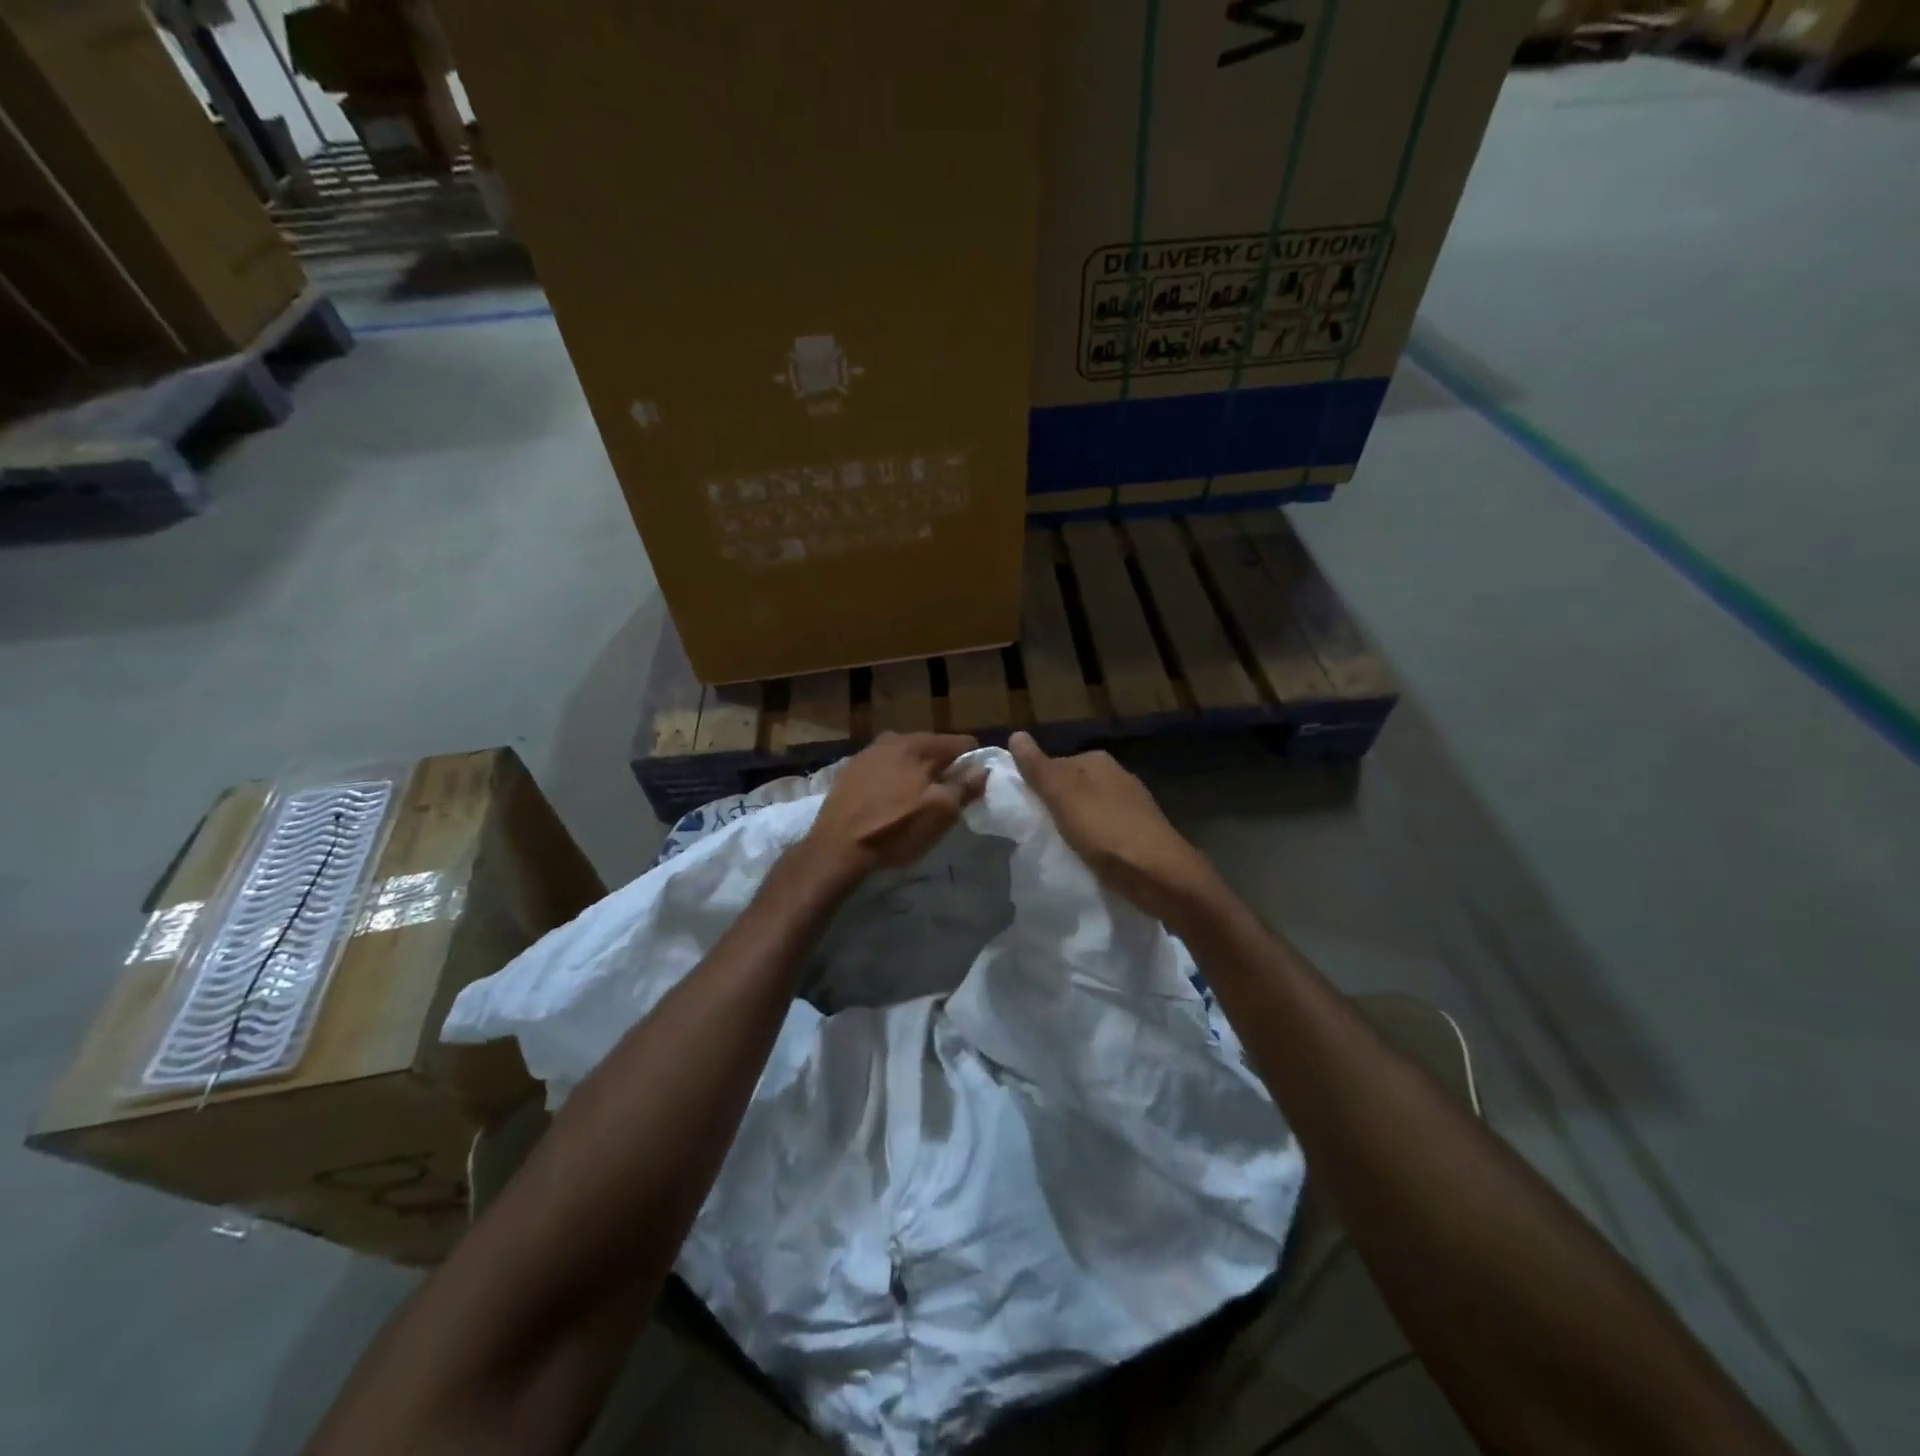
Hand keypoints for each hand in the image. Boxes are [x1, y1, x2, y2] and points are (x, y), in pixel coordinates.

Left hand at [800, 733, 986, 883]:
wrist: (837, 847)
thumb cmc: (896, 829)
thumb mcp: (940, 813)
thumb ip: (965, 786)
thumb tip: (982, 767)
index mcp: (918, 745)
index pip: (959, 743)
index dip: (972, 762)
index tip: (973, 783)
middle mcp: (892, 740)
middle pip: (930, 747)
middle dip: (943, 765)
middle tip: (948, 792)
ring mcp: (867, 753)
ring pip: (904, 756)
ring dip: (916, 770)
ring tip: (919, 795)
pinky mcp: (849, 771)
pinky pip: (882, 767)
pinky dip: (893, 777)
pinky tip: (891, 797)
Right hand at [1009, 731, 1216, 923]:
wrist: (1160, 876)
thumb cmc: (1106, 831)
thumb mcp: (1063, 796)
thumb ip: (1038, 768)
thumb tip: (1016, 734)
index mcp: (1098, 761)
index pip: (1053, 765)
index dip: (1035, 787)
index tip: (1023, 812)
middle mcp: (1117, 776)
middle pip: (1071, 787)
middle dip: (1054, 806)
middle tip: (1037, 832)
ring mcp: (1132, 805)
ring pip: (1088, 810)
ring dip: (1073, 825)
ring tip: (1059, 848)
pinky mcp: (1140, 833)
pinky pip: (1104, 831)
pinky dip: (1092, 841)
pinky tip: (1086, 857)